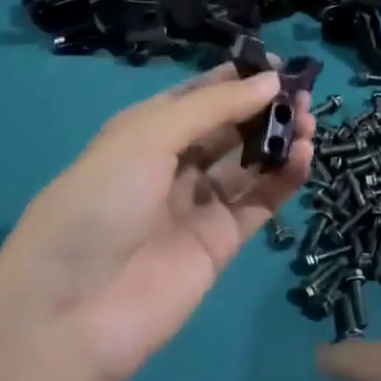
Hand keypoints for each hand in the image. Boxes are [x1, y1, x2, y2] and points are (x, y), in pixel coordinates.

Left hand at [0, 67, 313, 380]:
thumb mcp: (148, 137)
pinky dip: (284, 179)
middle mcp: (173, 163)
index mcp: (146, 131)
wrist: (70, 315)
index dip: (239, 79)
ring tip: (310, 125)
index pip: (200, 95)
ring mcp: (197, 205)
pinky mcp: (220, 243)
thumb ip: (214, 107)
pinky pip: (259, 203)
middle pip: (230, 127)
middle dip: (265, 108)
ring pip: (249, 163)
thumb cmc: (100, 203)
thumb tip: (271, 80)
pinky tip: (304, 158)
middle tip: (303, 97)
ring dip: (279, 140)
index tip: (279, 66)